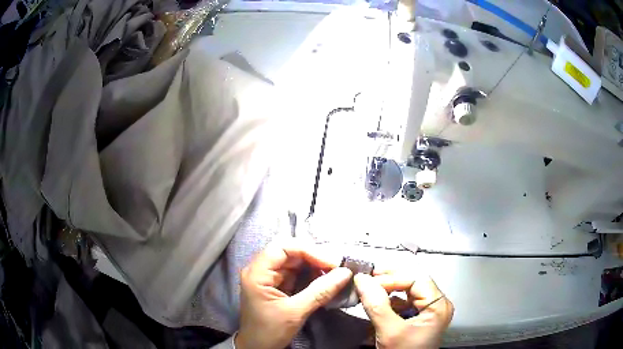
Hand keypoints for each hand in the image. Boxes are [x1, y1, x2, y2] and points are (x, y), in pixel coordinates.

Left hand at [236, 240, 352, 348]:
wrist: (258, 348)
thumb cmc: (270, 331)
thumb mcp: (295, 312)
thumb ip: (320, 291)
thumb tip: (345, 272)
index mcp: (257, 273)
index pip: (282, 247)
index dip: (308, 250)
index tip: (331, 262)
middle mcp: (261, 270)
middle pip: (289, 251)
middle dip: (314, 256)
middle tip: (336, 266)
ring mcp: (269, 277)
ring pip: (294, 261)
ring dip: (315, 264)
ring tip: (334, 272)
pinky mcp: (277, 285)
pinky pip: (296, 272)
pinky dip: (312, 274)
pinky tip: (325, 278)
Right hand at [354, 271, 453, 348]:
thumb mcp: (390, 331)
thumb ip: (376, 304)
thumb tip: (362, 280)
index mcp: (438, 306)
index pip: (416, 279)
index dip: (391, 278)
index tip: (369, 281)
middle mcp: (437, 305)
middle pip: (413, 283)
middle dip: (389, 281)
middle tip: (367, 280)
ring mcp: (428, 312)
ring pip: (407, 291)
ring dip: (387, 290)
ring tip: (369, 290)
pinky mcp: (418, 318)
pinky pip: (404, 302)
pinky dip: (389, 301)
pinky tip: (377, 302)